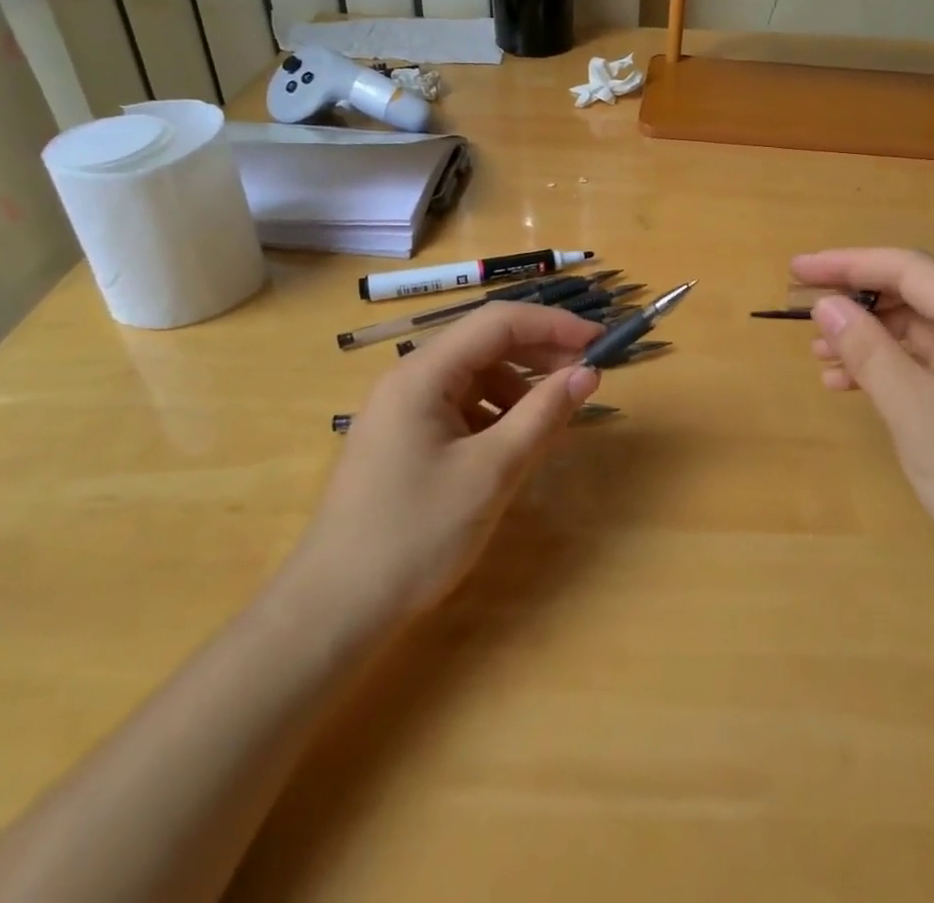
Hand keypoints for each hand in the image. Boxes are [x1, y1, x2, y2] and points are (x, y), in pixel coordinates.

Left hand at [294, 303, 602, 622]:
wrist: (334, 611)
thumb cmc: (415, 535)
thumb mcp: (492, 472)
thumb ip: (542, 415)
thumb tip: (588, 373)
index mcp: (423, 374)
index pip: (498, 322)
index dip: (554, 325)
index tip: (600, 343)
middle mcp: (409, 379)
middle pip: (485, 344)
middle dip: (540, 355)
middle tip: (587, 377)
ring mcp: (402, 409)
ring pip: (475, 377)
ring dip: (519, 389)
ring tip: (553, 423)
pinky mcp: (403, 439)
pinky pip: (460, 407)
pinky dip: (496, 416)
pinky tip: (516, 446)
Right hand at [792, 248, 933, 600]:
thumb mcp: (918, 415)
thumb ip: (869, 352)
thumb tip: (827, 304)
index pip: (910, 270)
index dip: (849, 263)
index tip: (797, 268)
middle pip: (915, 297)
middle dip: (857, 299)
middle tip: (801, 310)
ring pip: (918, 334)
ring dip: (867, 337)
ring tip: (818, 354)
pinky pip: (927, 367)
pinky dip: (887, 369)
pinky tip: (850, 385)